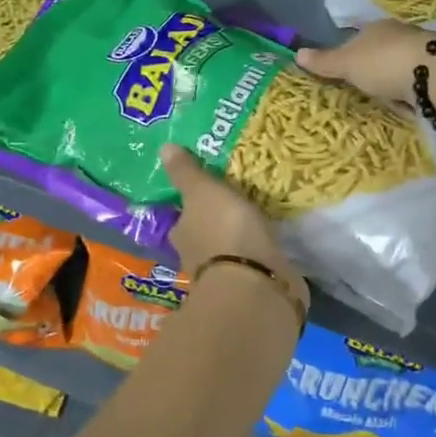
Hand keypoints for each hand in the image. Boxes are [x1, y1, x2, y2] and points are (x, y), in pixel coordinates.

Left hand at [160, 144, 304, 301]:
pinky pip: (254, 265)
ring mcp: (226, 276)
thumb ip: (187, 173)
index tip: (210, 193)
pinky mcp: (253, 288)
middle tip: (237, 204)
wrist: (256, 285)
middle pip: (205, 235)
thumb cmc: (224, 231)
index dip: (194, 206)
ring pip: (230, 252)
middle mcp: (196, 257)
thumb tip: (163, 148)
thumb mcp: (203, 191)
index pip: (183, 217)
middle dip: (218, 224)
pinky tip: (272, 246)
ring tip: (259, 222)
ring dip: (239, 242)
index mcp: (181, 234)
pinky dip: (259, 257)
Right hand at [295, 21, 435, 105]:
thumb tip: (297, 53)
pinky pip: (418, 79)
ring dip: (394, 77)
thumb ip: (324, 61)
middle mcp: (400, 34)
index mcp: (376, 27)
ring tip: (385, 97)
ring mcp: (422, 51)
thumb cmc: (383, 63)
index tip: (344, 64)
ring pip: (400, 63)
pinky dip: (411, 89)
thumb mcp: (347, 64)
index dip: (349, 46)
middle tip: (363, 85)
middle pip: (381, 48)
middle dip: (373, 64)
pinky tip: (408, 102)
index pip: (358, 32)